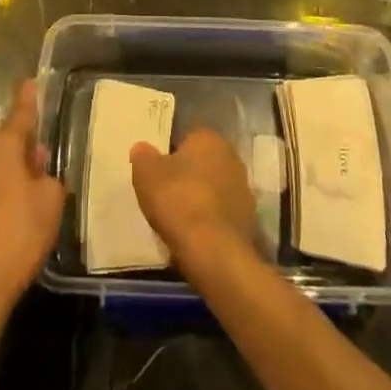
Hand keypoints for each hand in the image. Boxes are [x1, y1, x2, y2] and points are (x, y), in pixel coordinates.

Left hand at [0, 80, 65, 322]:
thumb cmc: (17, 236)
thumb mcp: (50, 204)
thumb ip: (48, 179)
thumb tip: (38, 170)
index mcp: (1, 149)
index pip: (19, 115)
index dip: (28, 99)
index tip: (30, 81)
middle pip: (4, 145)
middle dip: (22, 147)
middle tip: (42, 155)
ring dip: (9, 176)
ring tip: (29, 194)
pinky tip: (7, 224)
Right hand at [130, 127, 255, 267]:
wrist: (213, 251)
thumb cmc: (178, 201)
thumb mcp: (146, 174)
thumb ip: (143, 157)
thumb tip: (142, 149)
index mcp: (209, 139)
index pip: (188, 138)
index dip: (171, 154)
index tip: (158, 173)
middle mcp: (232, 157)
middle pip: (203, 163)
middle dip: (188, 175)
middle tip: (167, 194)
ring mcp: (244, 190)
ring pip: (214, 189)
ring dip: (201, 199)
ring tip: (179, 219)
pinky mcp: (248, 220)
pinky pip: (222, 214)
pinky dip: (211, 221)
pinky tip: (195, 235)